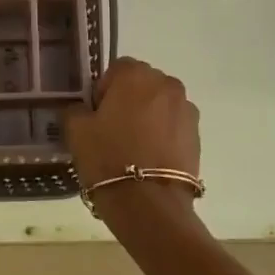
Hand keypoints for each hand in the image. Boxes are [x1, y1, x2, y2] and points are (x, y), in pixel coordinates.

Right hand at [64, 57, 200, 198]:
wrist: (150, 204)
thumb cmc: (108, 157)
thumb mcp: (76, 130)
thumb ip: (76, 109)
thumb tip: (83, 109)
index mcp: (135, 74)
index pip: (116, 70)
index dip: (103, 91)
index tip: (96, 116)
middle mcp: (166, 83)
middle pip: (142, 84)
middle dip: (128, 100)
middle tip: (113, 130)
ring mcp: (186, 109)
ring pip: (160, 105)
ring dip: (149, 117)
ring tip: (135, 147)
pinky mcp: (197, 135)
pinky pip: (174, 126)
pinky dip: (164, 135)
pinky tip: (150, 159)